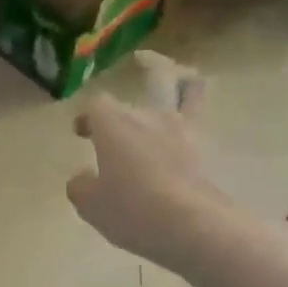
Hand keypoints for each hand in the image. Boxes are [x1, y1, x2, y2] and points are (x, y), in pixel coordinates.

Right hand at [67, 73, 227, 264]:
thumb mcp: (90, 205)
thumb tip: (82, 178)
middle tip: (142, 60)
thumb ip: (81, 186)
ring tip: (181, 79)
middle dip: (148, 65)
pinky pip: (199, 124)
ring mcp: (183, 131)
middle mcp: (150, 117)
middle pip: (155, 76)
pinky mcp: (206, 151)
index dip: (87, 115)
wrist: (191, 226)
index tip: (81, 131)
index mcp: (115, 123)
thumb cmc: (132, 209)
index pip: (96, 104)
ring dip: (185, 81)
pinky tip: (185, 130)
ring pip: (190, 91)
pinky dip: (193, 120)